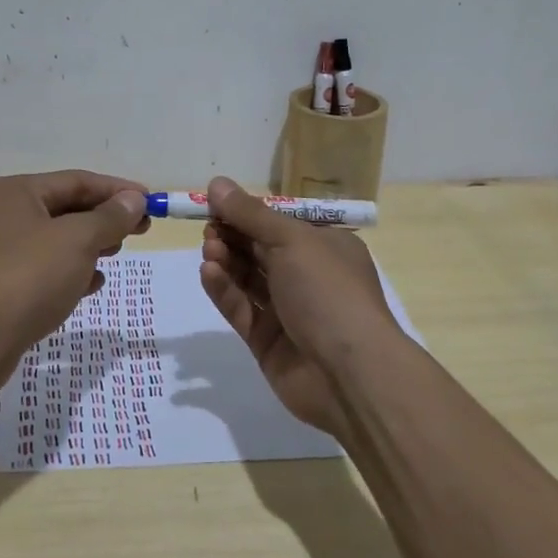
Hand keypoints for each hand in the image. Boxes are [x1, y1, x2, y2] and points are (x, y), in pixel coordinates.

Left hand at [0, 170, 148, 365]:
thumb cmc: (28, 277)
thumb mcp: (78, 240)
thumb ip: (110, 218)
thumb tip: (134, 200)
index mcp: (17, 192)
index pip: (77, 181)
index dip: (117, 190)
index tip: (151, 201)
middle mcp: (5, 214)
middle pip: (67, 208)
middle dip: (105, 218)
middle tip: (141, 230)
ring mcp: (1, 251)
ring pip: (57, 240)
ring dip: (91, 245)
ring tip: (117, 254)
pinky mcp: (2, 286)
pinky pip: (46, 269)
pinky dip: (72, 272)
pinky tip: (93, 285)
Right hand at [197, 176, 399, 435]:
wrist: (349, 374)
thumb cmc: (328, 291)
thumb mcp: (292, 240)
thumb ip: (250, 214)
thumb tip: (216, 183)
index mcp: (325, 246)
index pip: (279, 223)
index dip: (247, 212)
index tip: (214, 204)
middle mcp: (307, 275)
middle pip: (259, 249)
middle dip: (232, 235)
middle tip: (208, 229)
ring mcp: (287, 310)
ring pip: (247, 278)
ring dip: (226, 260)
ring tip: (209, 250)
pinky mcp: (267, 340)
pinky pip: (240, 308)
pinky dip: (224, 289)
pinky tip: (208, 272)